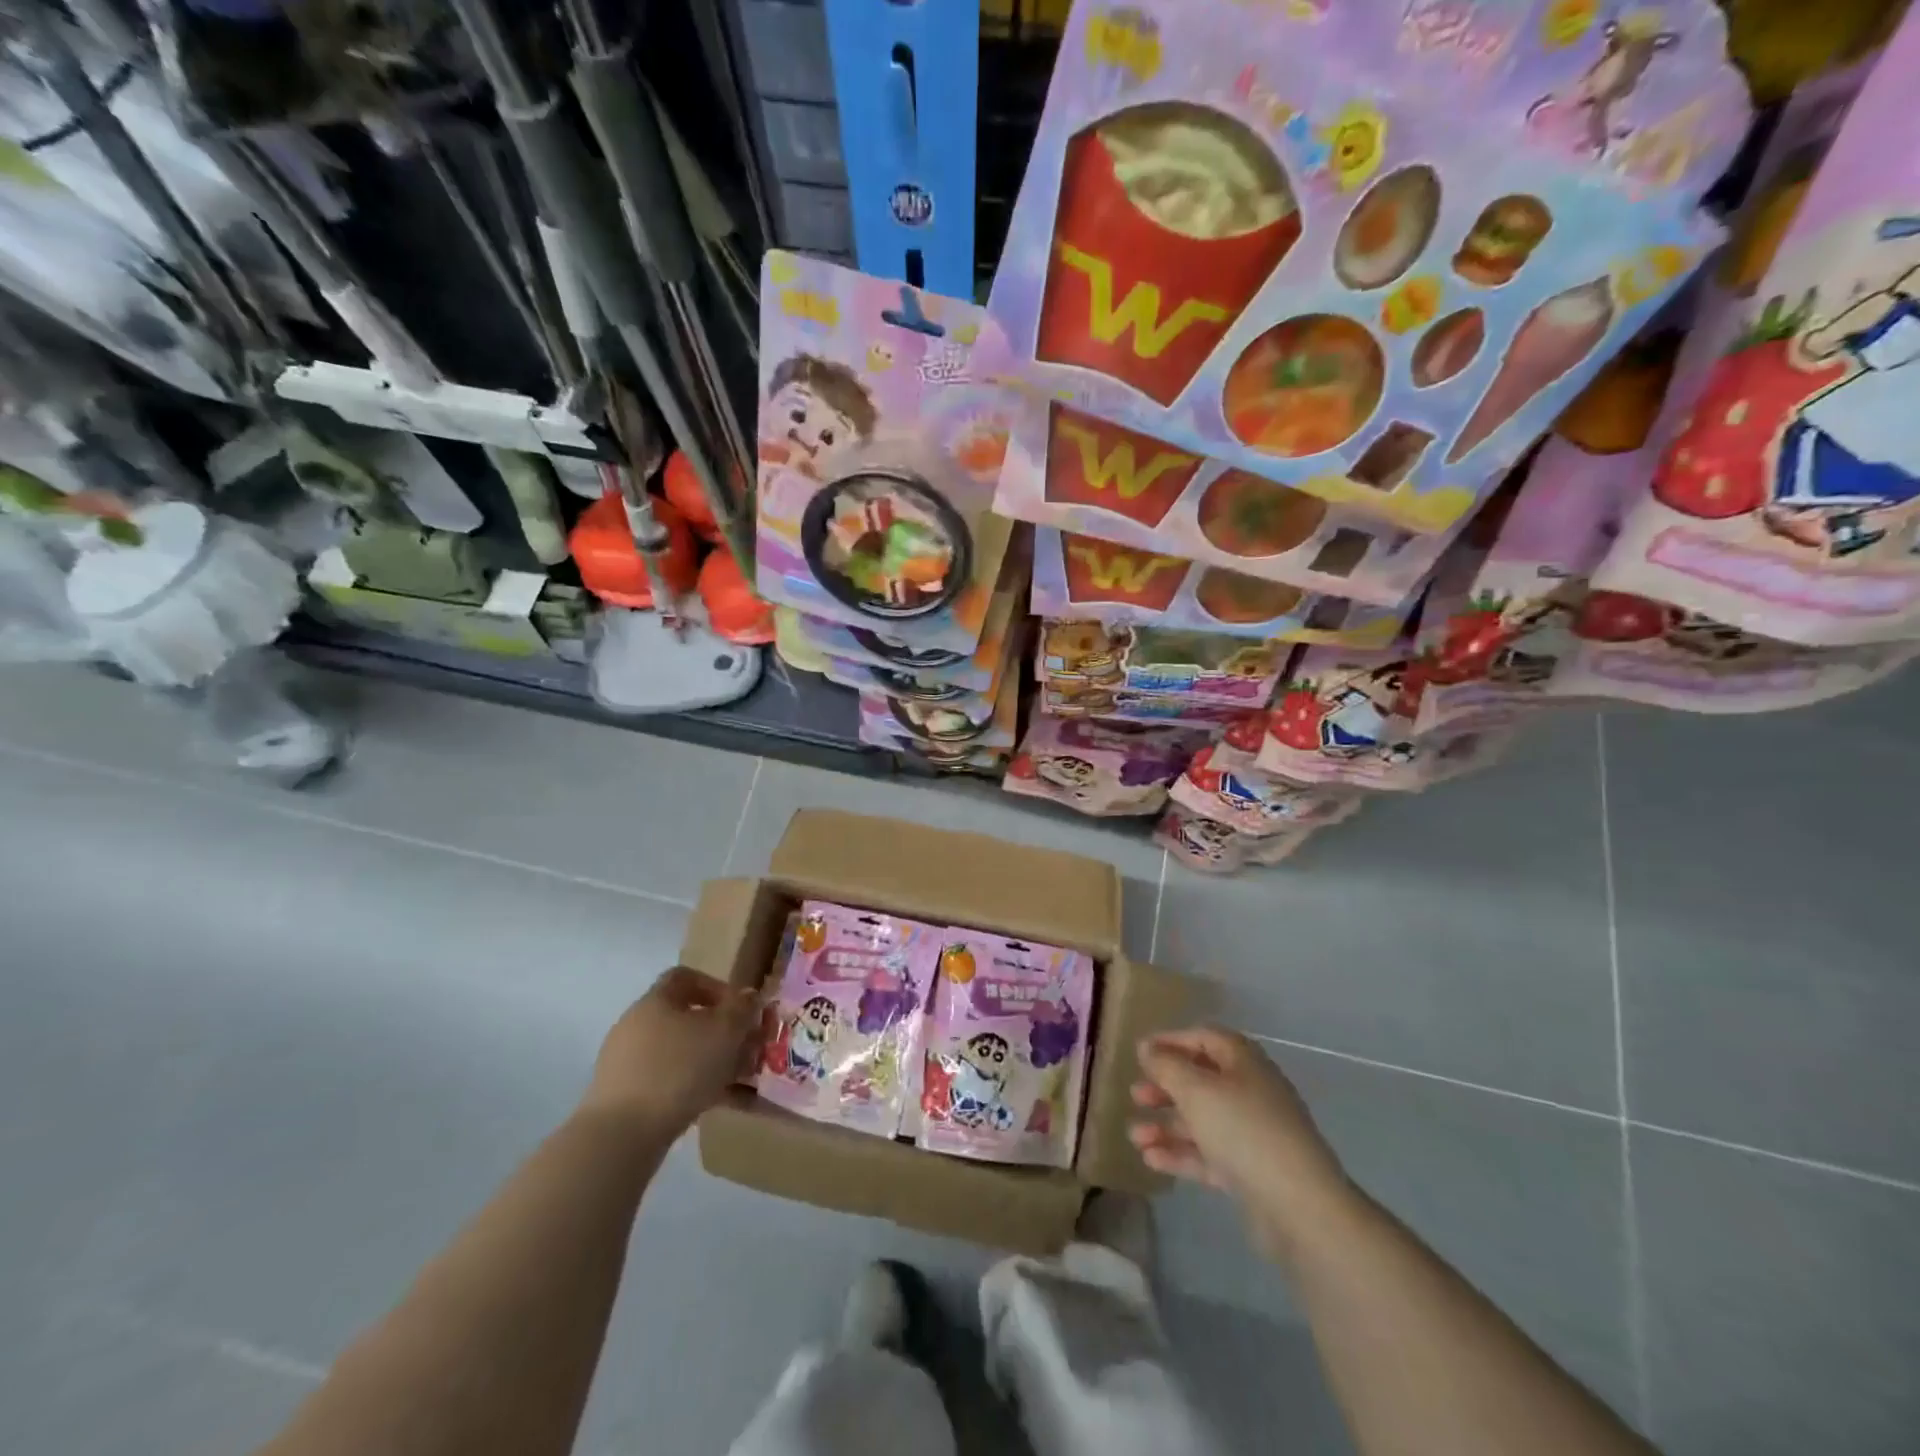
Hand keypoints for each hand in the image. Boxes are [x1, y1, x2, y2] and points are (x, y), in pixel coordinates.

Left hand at [580, 968, 759, 1137]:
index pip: (686, 977)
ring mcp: (627, 1064)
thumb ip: (742, 1009)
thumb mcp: (724, 1032)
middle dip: (722, 1033)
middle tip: (748, 1050)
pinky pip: (670, 1084)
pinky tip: (721, 1106)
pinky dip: (696, 1090)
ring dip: (714, 1064)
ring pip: (681, 1054)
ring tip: (743, 1083)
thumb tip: (748, 995)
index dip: (717, 988)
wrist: (621, 1135)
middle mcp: (637, 1025)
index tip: (740, 1009)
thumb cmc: (678, 1069)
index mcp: (656, 1001)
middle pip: (686, 1019)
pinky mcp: (625, 1098)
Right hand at [1130, 1027, 1350, 1260]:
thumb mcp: (1196, 1090)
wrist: (1299, 1207)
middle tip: (1136, 1095)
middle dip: (1165, 1087)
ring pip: (1203, 1120)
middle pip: (1201, 1080)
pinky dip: (1181, 1154)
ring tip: (1134, 1135)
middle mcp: (1250, 1091)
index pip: (1204, 1037)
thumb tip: (1147, 1047)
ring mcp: (1253, 1132)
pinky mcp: (1251, 1170)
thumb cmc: (1244, 1131)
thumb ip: (1166, 1066)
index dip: (1171, 1041)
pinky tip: (1150, 1159)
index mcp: (1243, 1061)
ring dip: (1167, 1124)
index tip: (1139, 1053)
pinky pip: (1209, 1154)